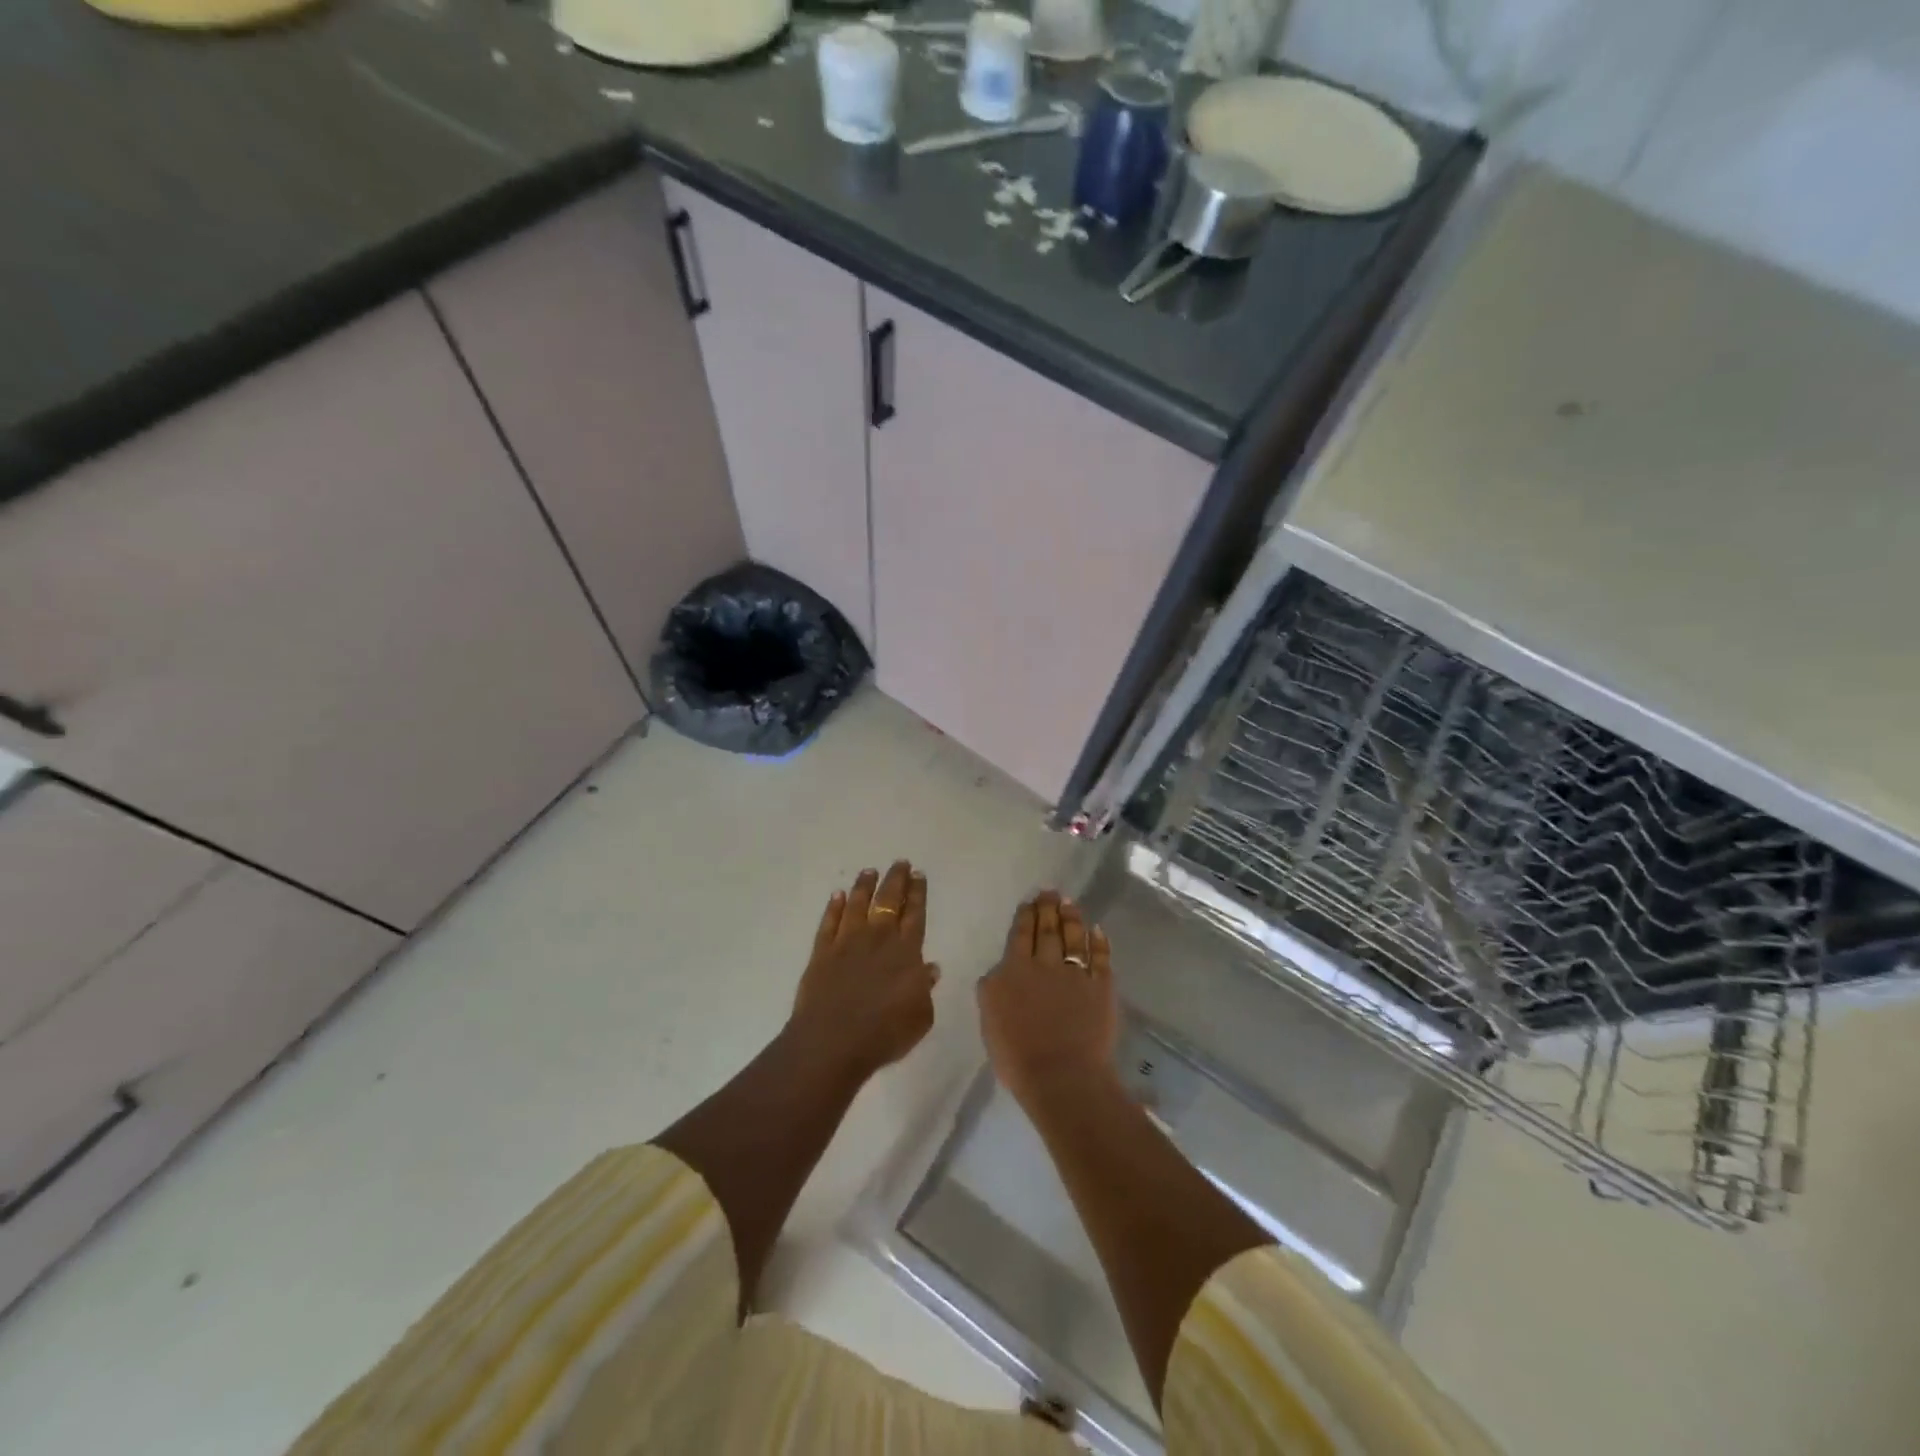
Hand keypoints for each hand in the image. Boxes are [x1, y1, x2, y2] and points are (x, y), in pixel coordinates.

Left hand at [789, 861, 939, 1082]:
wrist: (833, 1042)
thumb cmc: (885, 1033)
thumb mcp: (921, 1017)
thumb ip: (925, 989)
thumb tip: (929, 968)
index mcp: (906, 952)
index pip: (915, 914)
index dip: (917, 893)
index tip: (918, 874)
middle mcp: (878, 939)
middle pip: (888, 901)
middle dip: (895, 880)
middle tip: (900, 862)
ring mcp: (847, 943)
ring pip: (857, 904)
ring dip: (864, 886)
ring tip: (869, 871)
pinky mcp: (822, 953)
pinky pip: (828, 923)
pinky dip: (833, 907)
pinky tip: (837, 896)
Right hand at [977, 890, 1117, 1112]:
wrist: (1061, 1076)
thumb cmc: (1017, 1056)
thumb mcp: (989, 1019)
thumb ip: (993, 989)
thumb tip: (1000, 971)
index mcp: (1014, 971)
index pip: (1021, 935)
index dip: (1026, 916)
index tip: (1030, 902)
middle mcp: (1046, 965)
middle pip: (1048, 930)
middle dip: (1049, 908)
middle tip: (1051, 891)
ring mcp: (1076, 974)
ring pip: (1074, 937)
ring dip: (1072, 918)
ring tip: (1070, 903)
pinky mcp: (1101, 987)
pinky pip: (1101, 958)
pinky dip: (1099, 943)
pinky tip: (1098, 931)